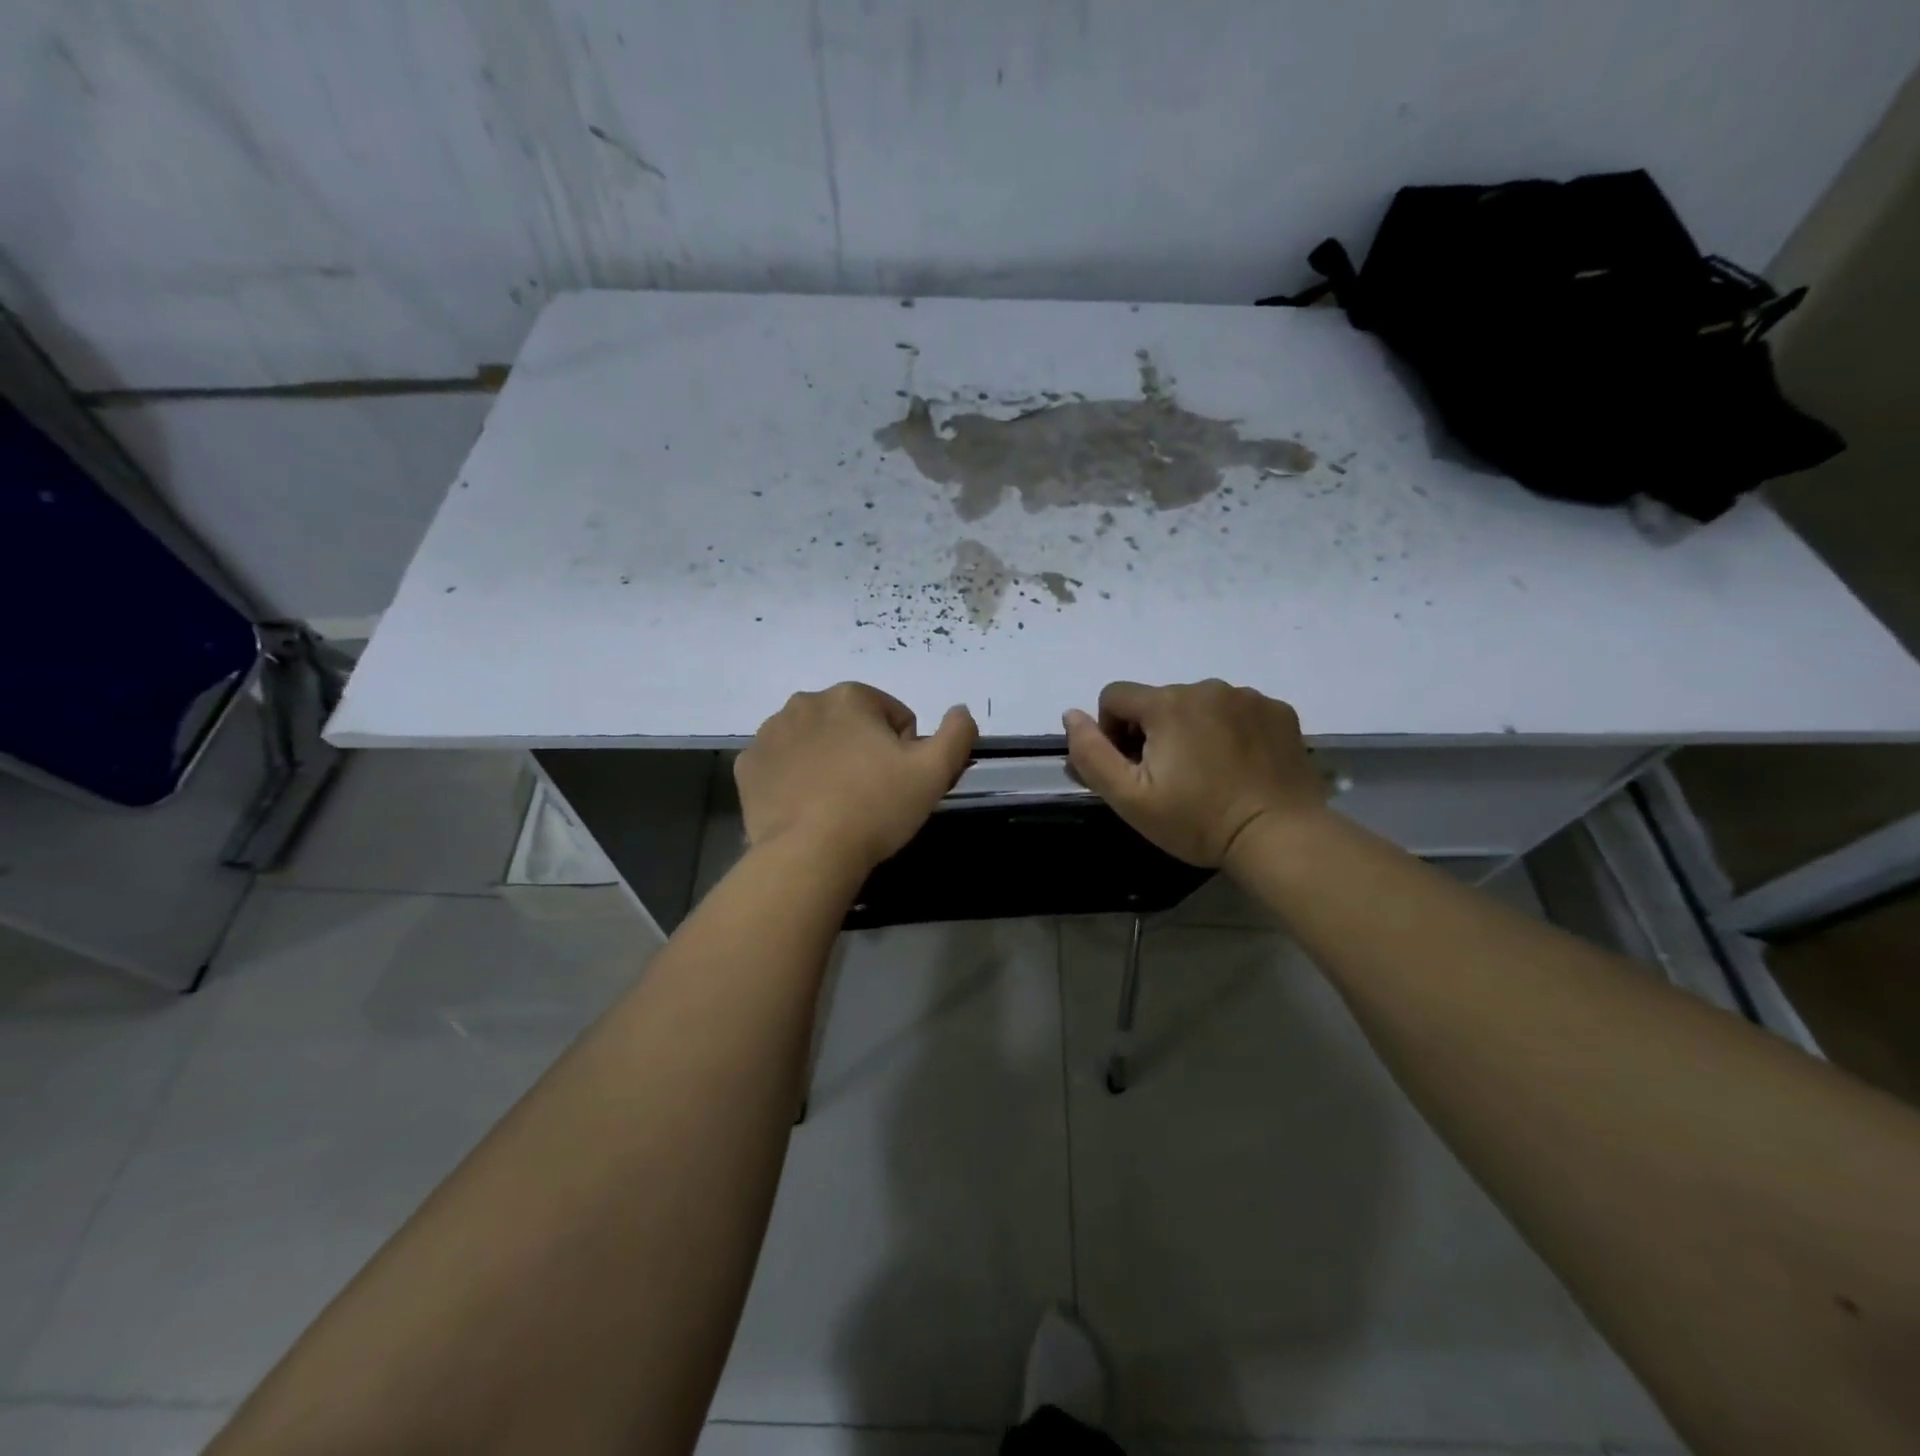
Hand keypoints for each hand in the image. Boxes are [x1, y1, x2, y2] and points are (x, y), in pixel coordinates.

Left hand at [736, 683, 977, 873]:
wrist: (809, 854)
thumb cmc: (876, 807)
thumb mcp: (934, 771)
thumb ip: (957, 733)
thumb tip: (961, 711)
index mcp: (850, 696)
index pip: (893, 717)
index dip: (904, 750)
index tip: (897, 782)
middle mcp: (805, 702)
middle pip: (851, 725)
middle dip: (863, 751)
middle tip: (870, 794)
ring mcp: (770, 733)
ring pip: (814, 741)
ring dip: (828, 761)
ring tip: (837, 803)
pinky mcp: (747, 765)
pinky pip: (781, 763)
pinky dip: (794, 778)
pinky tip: (806, 807)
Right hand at [1062, 679, 1326, 866]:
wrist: (1280, 837)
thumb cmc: (1198, 820)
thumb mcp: (1129, 798)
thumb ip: (1091, 753)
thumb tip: (1071, 714)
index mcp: (1167, 704)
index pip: (1115, 696)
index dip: (1112, 732)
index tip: (1132, 769)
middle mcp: (1206, 687)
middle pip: (1158, 701)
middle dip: (1154, 732)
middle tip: (1170, 779)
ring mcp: (1248, 697)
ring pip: (1199, 704)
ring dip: (1192, 729)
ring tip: (1208, 773)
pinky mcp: (1279, 711)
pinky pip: (1237, 711)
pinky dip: (1229, 730)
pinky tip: (1239, 766)